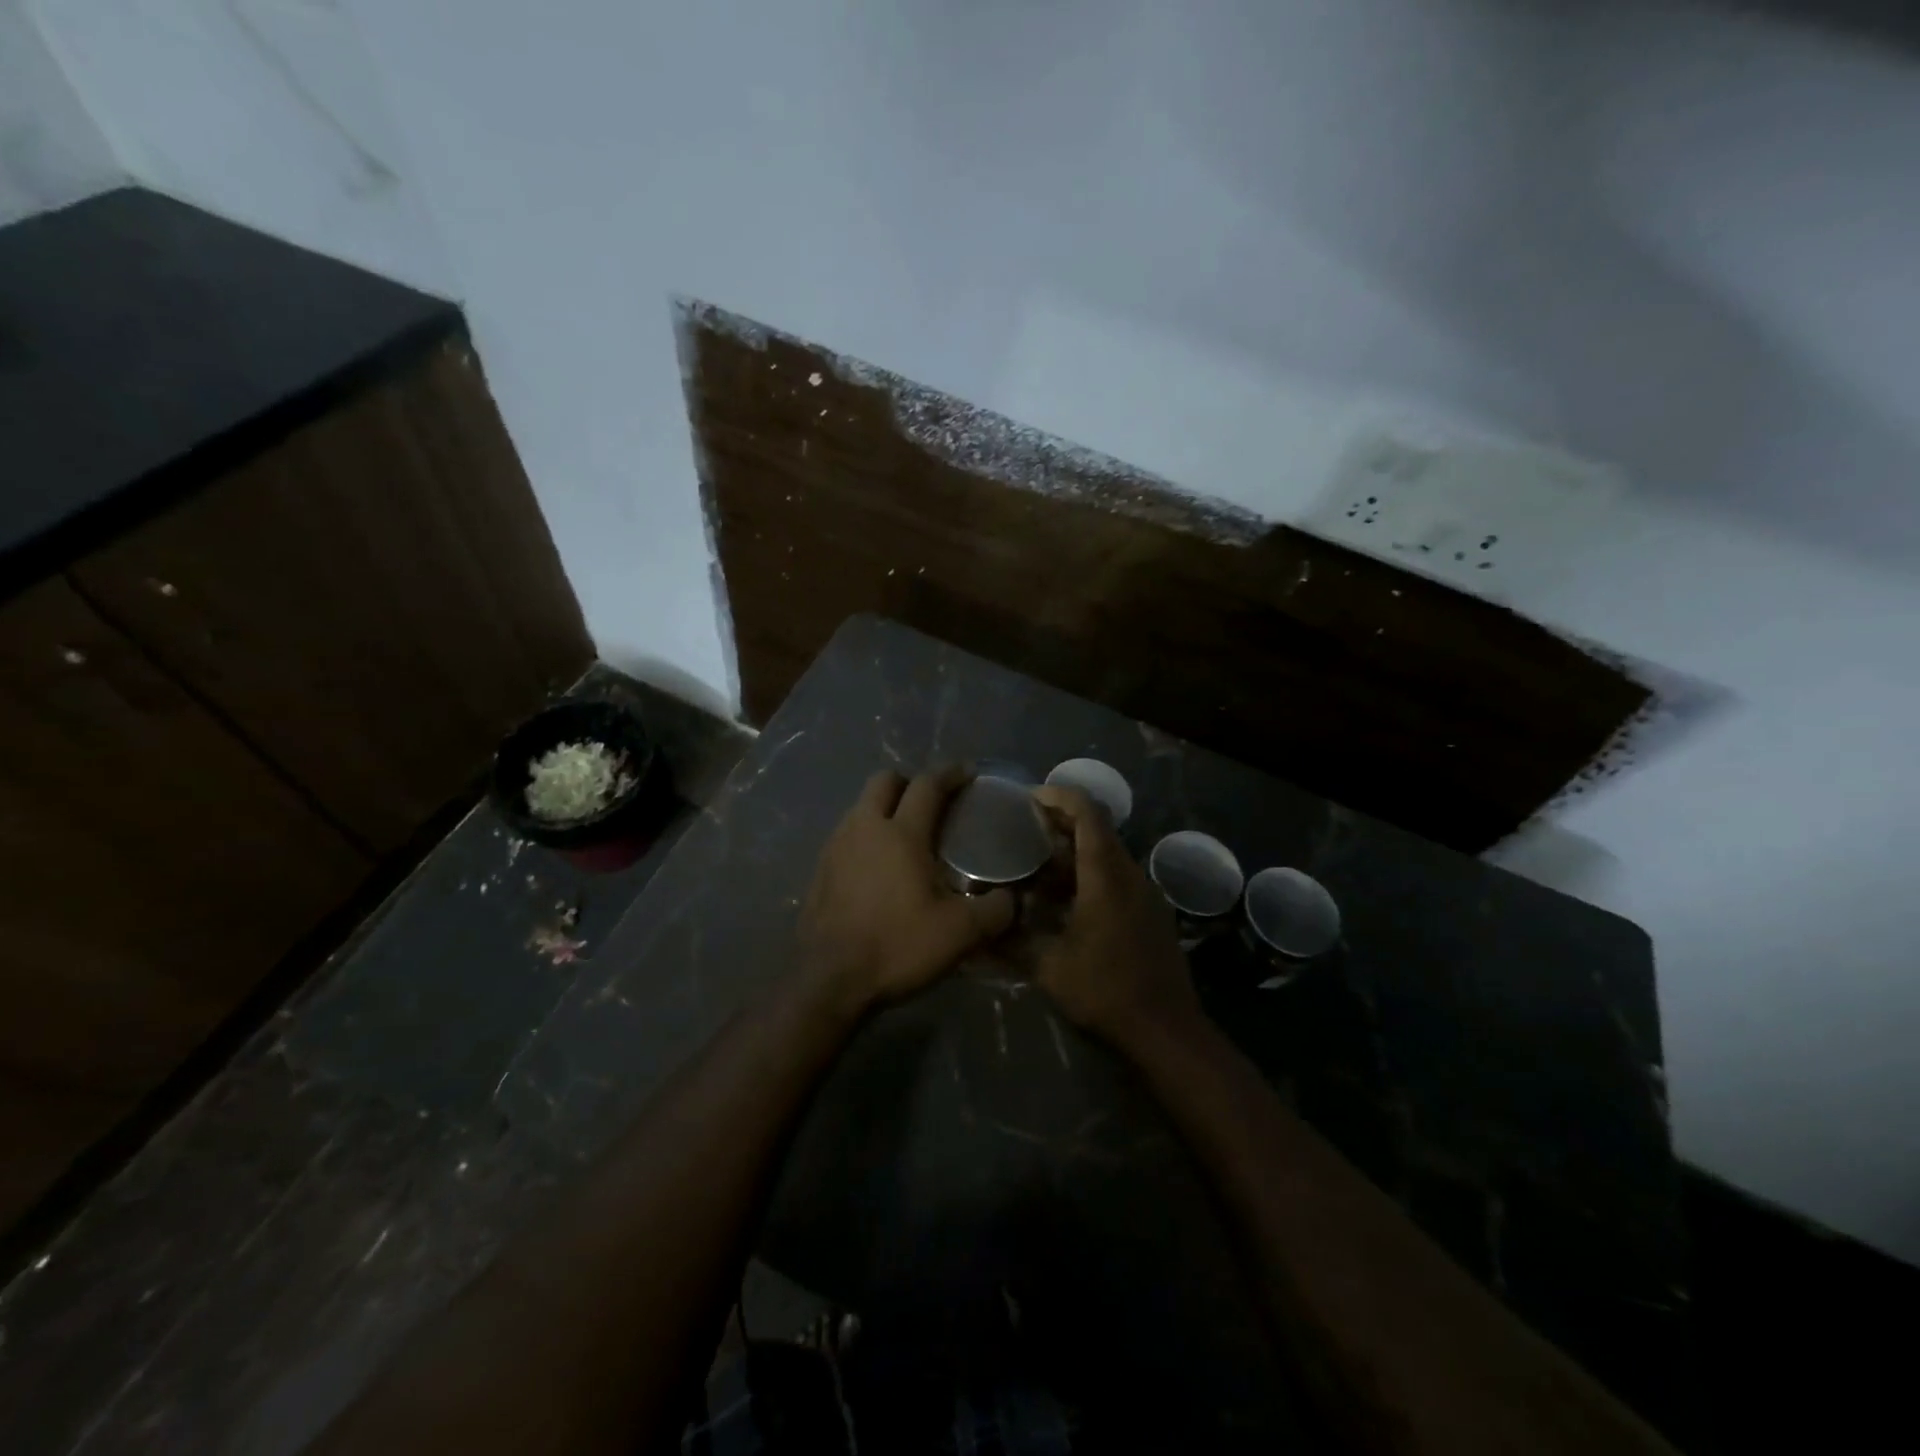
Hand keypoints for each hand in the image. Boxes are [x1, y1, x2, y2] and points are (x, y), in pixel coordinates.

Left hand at [797, 767, 1015, 1016]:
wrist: (828, 980)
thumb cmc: (897, 946)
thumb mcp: (960, 934)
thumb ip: (994, 911)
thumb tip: (1012, 899)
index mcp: (901, 833)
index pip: (927, 785)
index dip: (950, 774)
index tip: (968, 772)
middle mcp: (864, 828)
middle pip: (884, 781)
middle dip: (909, 782)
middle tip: (931, 802)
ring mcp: (835, 847)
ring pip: (861, 807)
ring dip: (883, 808)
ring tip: (905, 835)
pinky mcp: (819, 870)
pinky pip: (846, 835)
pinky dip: (865, 836)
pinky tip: (877, 867)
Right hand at [1030, 785, 1203, 1050]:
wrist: (1166, 1031)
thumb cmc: (1106, 991)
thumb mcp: (1049, 967)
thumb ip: (1011, 941)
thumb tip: (977, 928)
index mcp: (1107, 876)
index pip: (1088, 814)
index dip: (1060, 797)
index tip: (1029, 798)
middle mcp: (1130, 875)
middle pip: (1097, 830)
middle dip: (1059, 824)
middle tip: (1021, 829)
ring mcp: (1144, 894)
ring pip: (1106, 856)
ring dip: (1072, 853)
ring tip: (1033, 865)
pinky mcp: (1148, 913)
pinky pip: (1115, 878)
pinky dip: (1086, 875)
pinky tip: (1060, 900)